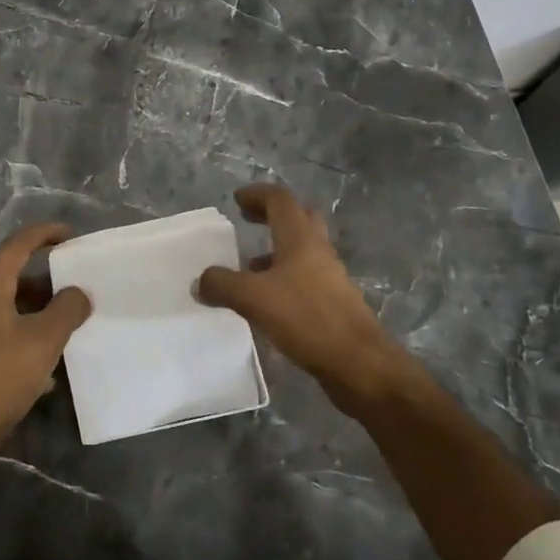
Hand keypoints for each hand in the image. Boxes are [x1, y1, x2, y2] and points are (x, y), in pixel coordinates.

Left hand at [0, 223, 92, 439]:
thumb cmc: (2, 372)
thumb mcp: (44, 338)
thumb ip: (68, 308)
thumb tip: (79, 292)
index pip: (18, 244)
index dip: (45, 234)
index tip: (71, 234)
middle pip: (13, 273)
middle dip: (47, 274)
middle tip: (76, 278)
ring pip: (11, 303)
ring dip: (40, 304)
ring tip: (70, 314)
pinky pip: (6, 327)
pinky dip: (29, 328)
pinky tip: (51, 351)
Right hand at [196, 183, 416, 414]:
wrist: (359, 364)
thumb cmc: (307, 318)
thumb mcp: (253, 299)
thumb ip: (222, 285)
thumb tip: (200, 281)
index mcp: (301, 239)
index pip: (280, 200)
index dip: (257, 195)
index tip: (237, 200)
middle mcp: (318, 252)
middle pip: (299, 219)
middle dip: (273, 216)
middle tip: (249, 222)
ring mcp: (330, 278)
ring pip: (302, 252)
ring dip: (277, 251)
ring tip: (248, 268)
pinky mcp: (333, 304)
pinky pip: (304, 280)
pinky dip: (283, 280)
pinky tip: (266, 303)